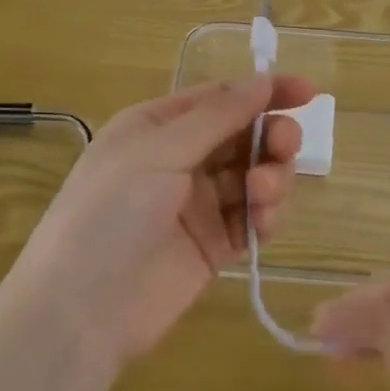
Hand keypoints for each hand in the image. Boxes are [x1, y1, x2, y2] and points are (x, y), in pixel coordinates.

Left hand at [11, 74, 316, 368]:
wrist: (80, 311)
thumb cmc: (110, 213)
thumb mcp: (159, 151)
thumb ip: (217, 116)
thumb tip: (263, 79)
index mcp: (158, 126)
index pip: (221, 97)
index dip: (265, 91)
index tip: (308, 92)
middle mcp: (181, 159)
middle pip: (244, 136)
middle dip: (271, 137)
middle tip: (283, 147)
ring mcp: (198, 204)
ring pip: (255, 175)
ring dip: (271, 177)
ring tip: (262, 194)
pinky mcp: (214, 246)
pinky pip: (254, 218)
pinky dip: (266, 215)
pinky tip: (262, 222)